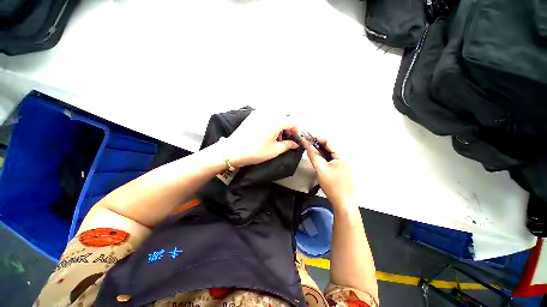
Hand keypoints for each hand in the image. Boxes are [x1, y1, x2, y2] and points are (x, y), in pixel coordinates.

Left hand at [223, 112, 299, 166]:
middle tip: (286, 139)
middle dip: (288, 128)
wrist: (232, 151)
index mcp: (276, 121)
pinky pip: (266, 116)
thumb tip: (295, 144)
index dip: (296, 131)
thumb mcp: (274, 150)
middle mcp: (268, 113)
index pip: (292, 122)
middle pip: (284, 118)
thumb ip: (287, 145)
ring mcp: (259, 113)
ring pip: (275, 116)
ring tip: (276, 138)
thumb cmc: (256, 151)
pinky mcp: (252, 116)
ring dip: (279, 126)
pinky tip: (267, 133)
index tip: (296, 139)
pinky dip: (271, 123)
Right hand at [303, 137, 356, 207]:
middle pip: (330, 146)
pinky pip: (332, 158)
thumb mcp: (321, 169)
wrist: (344, 202)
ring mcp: (345, 162)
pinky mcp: (343, 167)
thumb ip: (313, 155)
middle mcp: (345, 156)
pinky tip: (319, 158)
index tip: (307, 137)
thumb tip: (306, 143)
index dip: (317, 138)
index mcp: (342, 155)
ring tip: (311, 149)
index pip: (329, 141)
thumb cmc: (332, 185)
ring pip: (331, 152)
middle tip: (307, 143)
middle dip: (318, 143)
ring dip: (321, 150)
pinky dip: (325, 156)